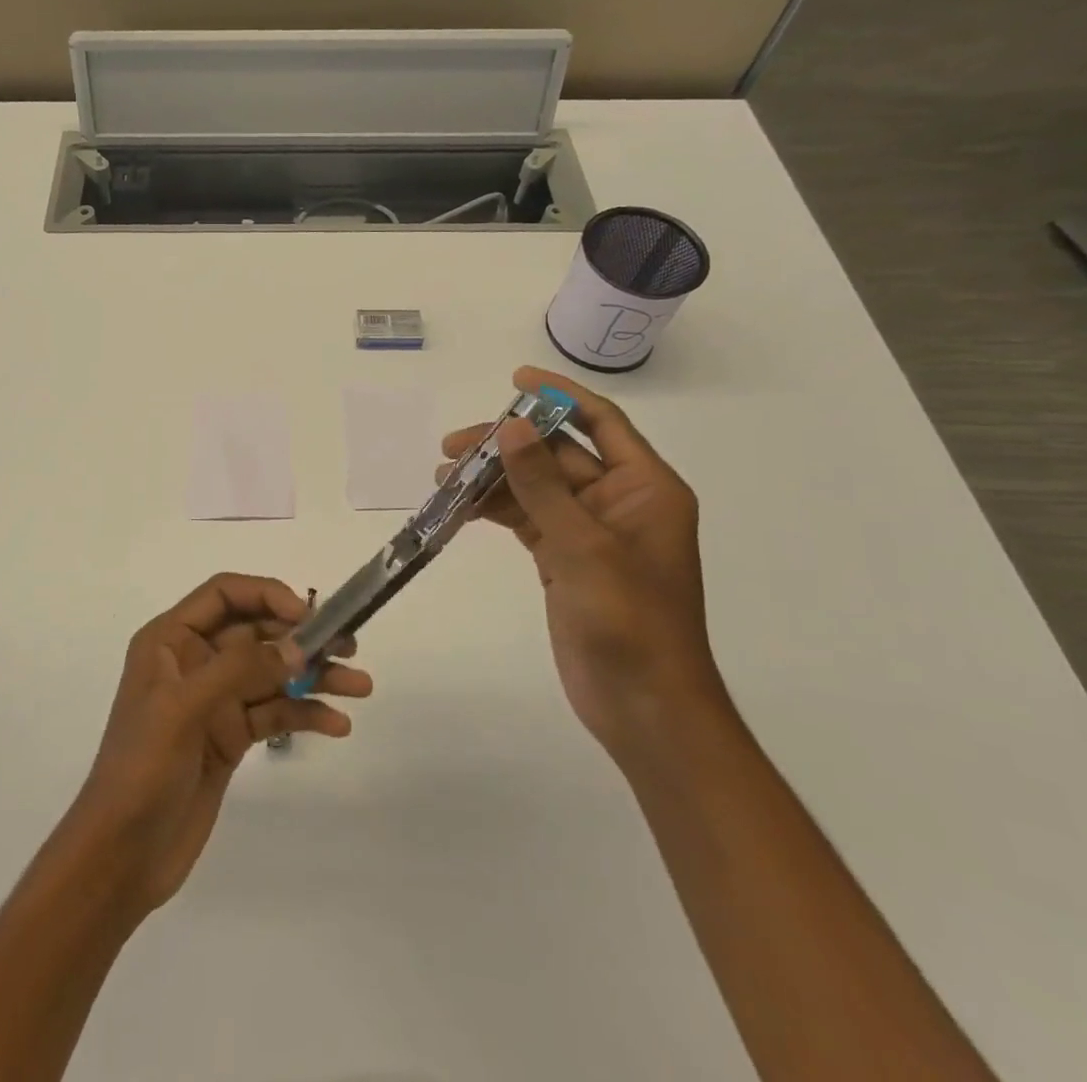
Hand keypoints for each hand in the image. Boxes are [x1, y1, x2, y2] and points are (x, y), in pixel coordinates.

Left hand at [62, 574, 372, 916]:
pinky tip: (337, 724)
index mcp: (170, 639)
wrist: (121, 856)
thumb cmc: (142, 768)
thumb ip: (241, 670)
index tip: (307, 615)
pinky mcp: (230, 736)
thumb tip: (298, 647)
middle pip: (256, 631)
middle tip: (349, 646)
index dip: (267, 595)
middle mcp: (194, 660)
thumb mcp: (184, 709)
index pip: (224, 594)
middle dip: (302, 636)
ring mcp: (214, 700)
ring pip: (272, 673)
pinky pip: (274, 713)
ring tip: (360, 686)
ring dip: (314, 676)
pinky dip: (305, 714)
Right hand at [439, 367, 722, 758]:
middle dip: (505, 444)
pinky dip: (494, 510)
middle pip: (556, 454)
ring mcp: (588, 532)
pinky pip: (526, 519)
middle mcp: (618, 502)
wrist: (644, 708)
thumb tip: (511, 425)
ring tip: (442, 477)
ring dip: (493, 478)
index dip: (559, 395)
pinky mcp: (564, 560)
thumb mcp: (584, 545)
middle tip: (452, 446)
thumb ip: (543, 484)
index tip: (515, 378)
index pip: (600, 422)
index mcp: (644, 488)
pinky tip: (458, 506)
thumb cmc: (630, 622)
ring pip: (534, 487)